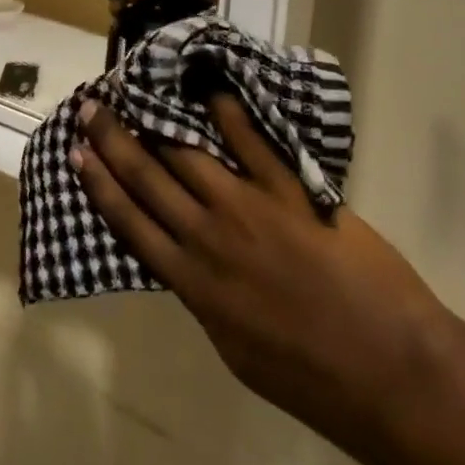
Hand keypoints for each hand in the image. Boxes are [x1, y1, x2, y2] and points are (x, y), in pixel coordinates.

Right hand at [71, 95, 453, 458]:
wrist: (387, 370)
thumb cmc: (310, 375)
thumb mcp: (237, 349)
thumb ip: (206, 298)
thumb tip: (186, 259)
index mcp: (193, 284)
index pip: (131, 222)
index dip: (100, 184)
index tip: (77, 153)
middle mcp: (209, 237)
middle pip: (149, 177)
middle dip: (114, 140)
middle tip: (91, 107)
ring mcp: (249, 207)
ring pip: (190, 154)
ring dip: (160, 121)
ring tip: (140, 92)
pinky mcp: (290, 189)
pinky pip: (252, 142)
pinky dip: (228, 113)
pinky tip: (209, 89)